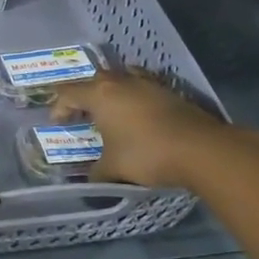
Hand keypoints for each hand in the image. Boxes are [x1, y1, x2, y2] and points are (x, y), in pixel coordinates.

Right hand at [51, 68, 227, 187]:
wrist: (200, 149)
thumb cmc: (146, 154)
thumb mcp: (114, 168)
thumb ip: (97, 172)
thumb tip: (89, 181)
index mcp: (100, 95)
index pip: (68, 92)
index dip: (59, 106)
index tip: (58, 122)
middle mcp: (121, 82)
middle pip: (94, 80)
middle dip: (84, 95)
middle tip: (82, 114)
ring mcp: (147, 83)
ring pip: (121, 78)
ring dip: (111, 91)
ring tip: (111, 110)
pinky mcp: (169, 91)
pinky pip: (143, 85)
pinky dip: (135, 95)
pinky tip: (139, 111)